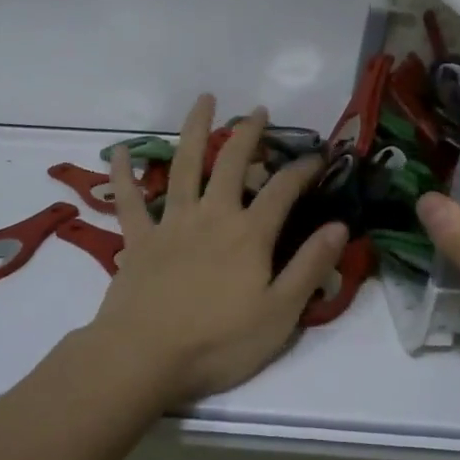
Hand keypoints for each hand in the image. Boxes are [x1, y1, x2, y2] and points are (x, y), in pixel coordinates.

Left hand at [91, 96, 347, 405]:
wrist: (145, 357)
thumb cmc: (219, 342)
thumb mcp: (280, 313)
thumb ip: (310, 266)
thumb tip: (340, 226)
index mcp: (249, 234)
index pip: (283, 190)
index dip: (303, 169)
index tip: (318, 155)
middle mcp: (211, 216)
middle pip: (232, 164)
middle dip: (248, 134)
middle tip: (258, 111)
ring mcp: (171, 223)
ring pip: (184, 166)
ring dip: (195, 130)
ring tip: (204, 101)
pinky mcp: (138, 239)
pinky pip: (128, 199)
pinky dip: (122, 174)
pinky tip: (119, 150)